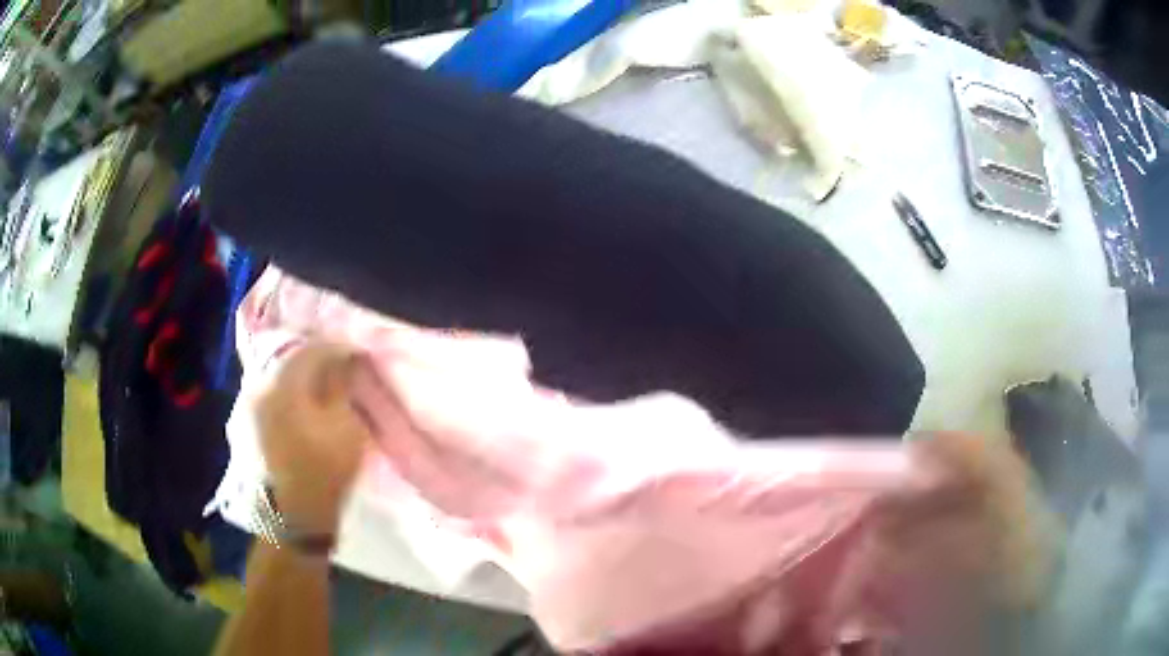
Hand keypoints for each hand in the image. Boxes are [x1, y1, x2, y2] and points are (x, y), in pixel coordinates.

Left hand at [254, 341, 373, 534]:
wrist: (294, 517)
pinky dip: (286, 393)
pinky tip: (299, 404)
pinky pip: (269, 395)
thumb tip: (343, 357)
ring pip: (277, 377)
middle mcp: (259, 386)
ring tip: (320, 384)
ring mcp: (248, 406)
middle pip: (289, 359)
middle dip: (315, 359)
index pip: (311, 351)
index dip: (337, 348)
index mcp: (282, 384)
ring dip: (299, 376)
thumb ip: (340, 386)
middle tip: (339, 365)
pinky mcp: (246, 425)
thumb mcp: (344, 427)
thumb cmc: (324, 470)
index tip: (357, 353)